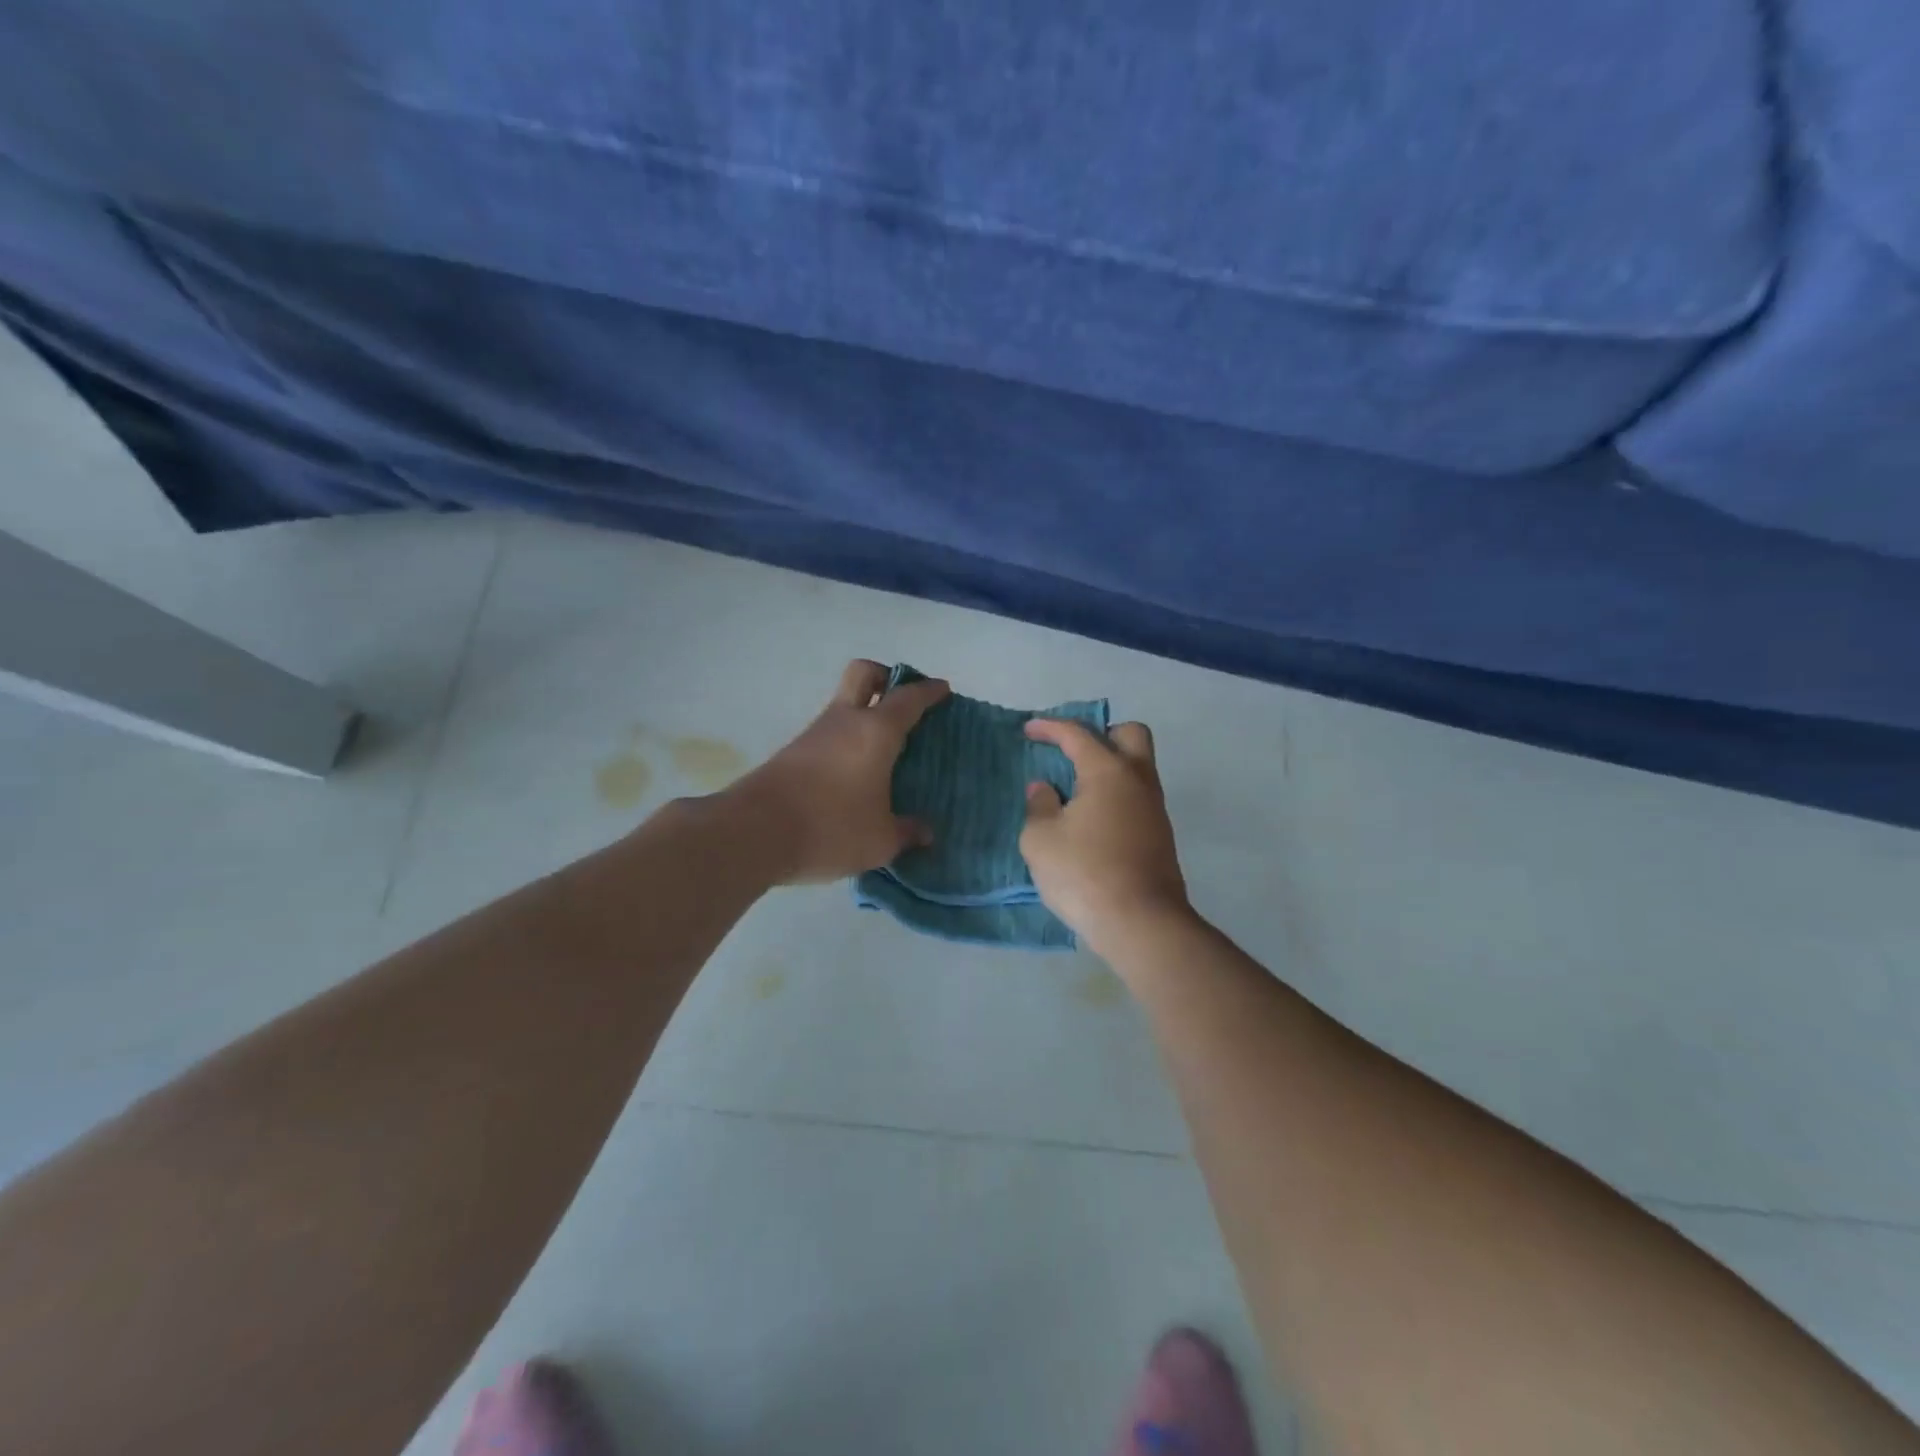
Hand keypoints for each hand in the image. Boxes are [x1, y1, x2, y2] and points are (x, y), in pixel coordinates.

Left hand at [723, 660, 948, 883]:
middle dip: (886, 676)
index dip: (929, 691)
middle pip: (863, 673)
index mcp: (875, 732)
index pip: (908, 698)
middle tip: (903, 700)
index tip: (943, 690)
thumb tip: (925, 832)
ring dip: (864, 714)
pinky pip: (829, 734)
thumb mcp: (880, 840)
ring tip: (885, 749)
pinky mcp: (792, 754)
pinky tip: (854, 774)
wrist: (753, 833)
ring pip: (843, 705)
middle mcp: (844, 722)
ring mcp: (814, 735)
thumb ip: (907, 832)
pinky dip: (846, 741)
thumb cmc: (830, 828)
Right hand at [1020, 718, 1193, 960]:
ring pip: (1137, 769)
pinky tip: (1092, 821)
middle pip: (1130, 735)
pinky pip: (1137, 798)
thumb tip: (1044, 789)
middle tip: (1073, 753)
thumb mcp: (1041, 839)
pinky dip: (1115, 796)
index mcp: (1108, 772)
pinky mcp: (1160, 836)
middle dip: (1102, 734)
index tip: (1029, 728)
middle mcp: (1138, 781)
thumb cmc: (1084, 873)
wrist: (1141, 923)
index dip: (1050, 726)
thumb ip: (1039, 806)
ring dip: (1109, 768)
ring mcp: (1154, 809)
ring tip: (1075, 791)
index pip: (1078, 734)